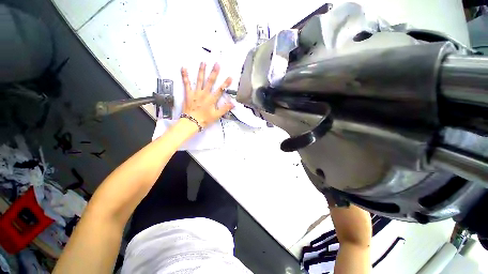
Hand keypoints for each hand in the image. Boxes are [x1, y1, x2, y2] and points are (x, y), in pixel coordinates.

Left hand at [181, 62, 233, 128]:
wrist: (191, 122)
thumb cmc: (205, 119)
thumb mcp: (216, 115)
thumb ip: (224, 109)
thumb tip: (233, 104)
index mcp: (212, 99)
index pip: (220, 90)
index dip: (225, 83)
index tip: (230, 77)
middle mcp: (204, 94)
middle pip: (210, 82)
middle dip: (214, 73)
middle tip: (217, 64)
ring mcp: (196, 93)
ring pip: (199, 80)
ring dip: (201, 71)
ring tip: (203, 62)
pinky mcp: (188, 94)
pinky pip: (186, 84)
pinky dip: (185, 76)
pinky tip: (184, 68)